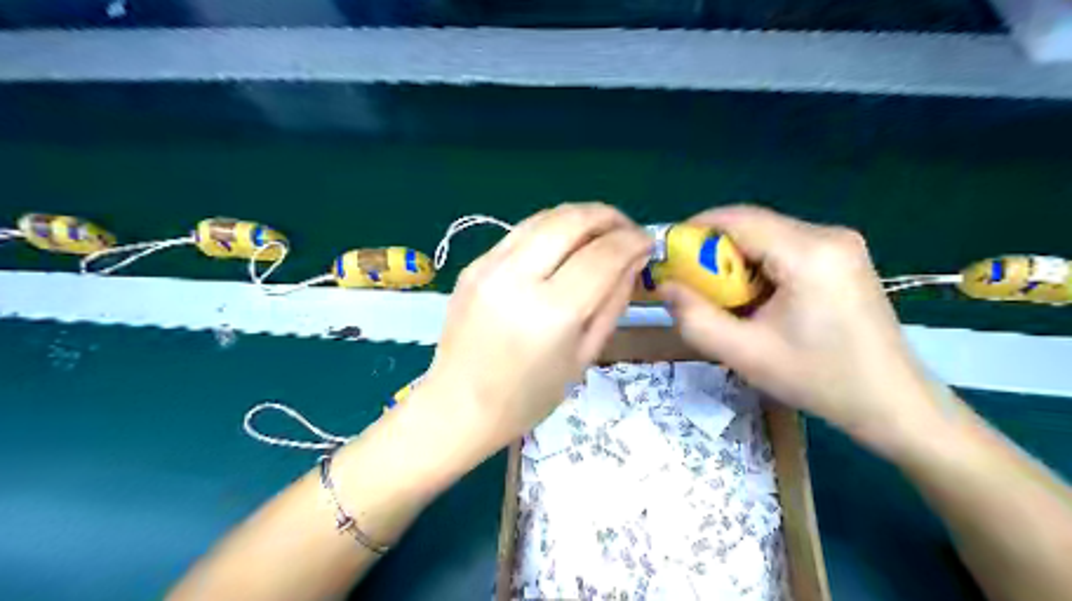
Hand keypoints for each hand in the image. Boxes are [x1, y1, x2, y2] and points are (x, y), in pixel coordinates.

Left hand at [423, 204, 647, 457]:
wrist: (458, 406)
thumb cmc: (528, 397)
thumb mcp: (584, 356)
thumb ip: (612, 303)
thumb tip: (633, 261)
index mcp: (552, 313)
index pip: (603, 256)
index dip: (632, 242)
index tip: (647, 242)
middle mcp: (518, 278)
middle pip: (571, 221)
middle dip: (608, 216)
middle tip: (626, 229)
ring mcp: (489, 267)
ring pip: (544, 217)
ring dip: (580, 216)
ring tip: (600, 230)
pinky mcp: (473, 265)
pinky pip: (520, 233)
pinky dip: (551, 230)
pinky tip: (563, 245)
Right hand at [663, 208, 945, 445]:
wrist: (893, 403)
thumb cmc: (819, 380)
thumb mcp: (745, 354)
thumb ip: (694, 319)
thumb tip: (664, 287)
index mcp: (809, 253)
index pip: (738, 219)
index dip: (695, 230)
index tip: (669, 256)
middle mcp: (828, 235)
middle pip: (752, 224)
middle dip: (714, 250)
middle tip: (693, 285)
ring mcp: (840, 243)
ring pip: (767, 235)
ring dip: (736, 259)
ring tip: (724, 297)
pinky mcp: (843, 256)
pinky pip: (785, 246)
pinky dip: (759, 265)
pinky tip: (757, 298)